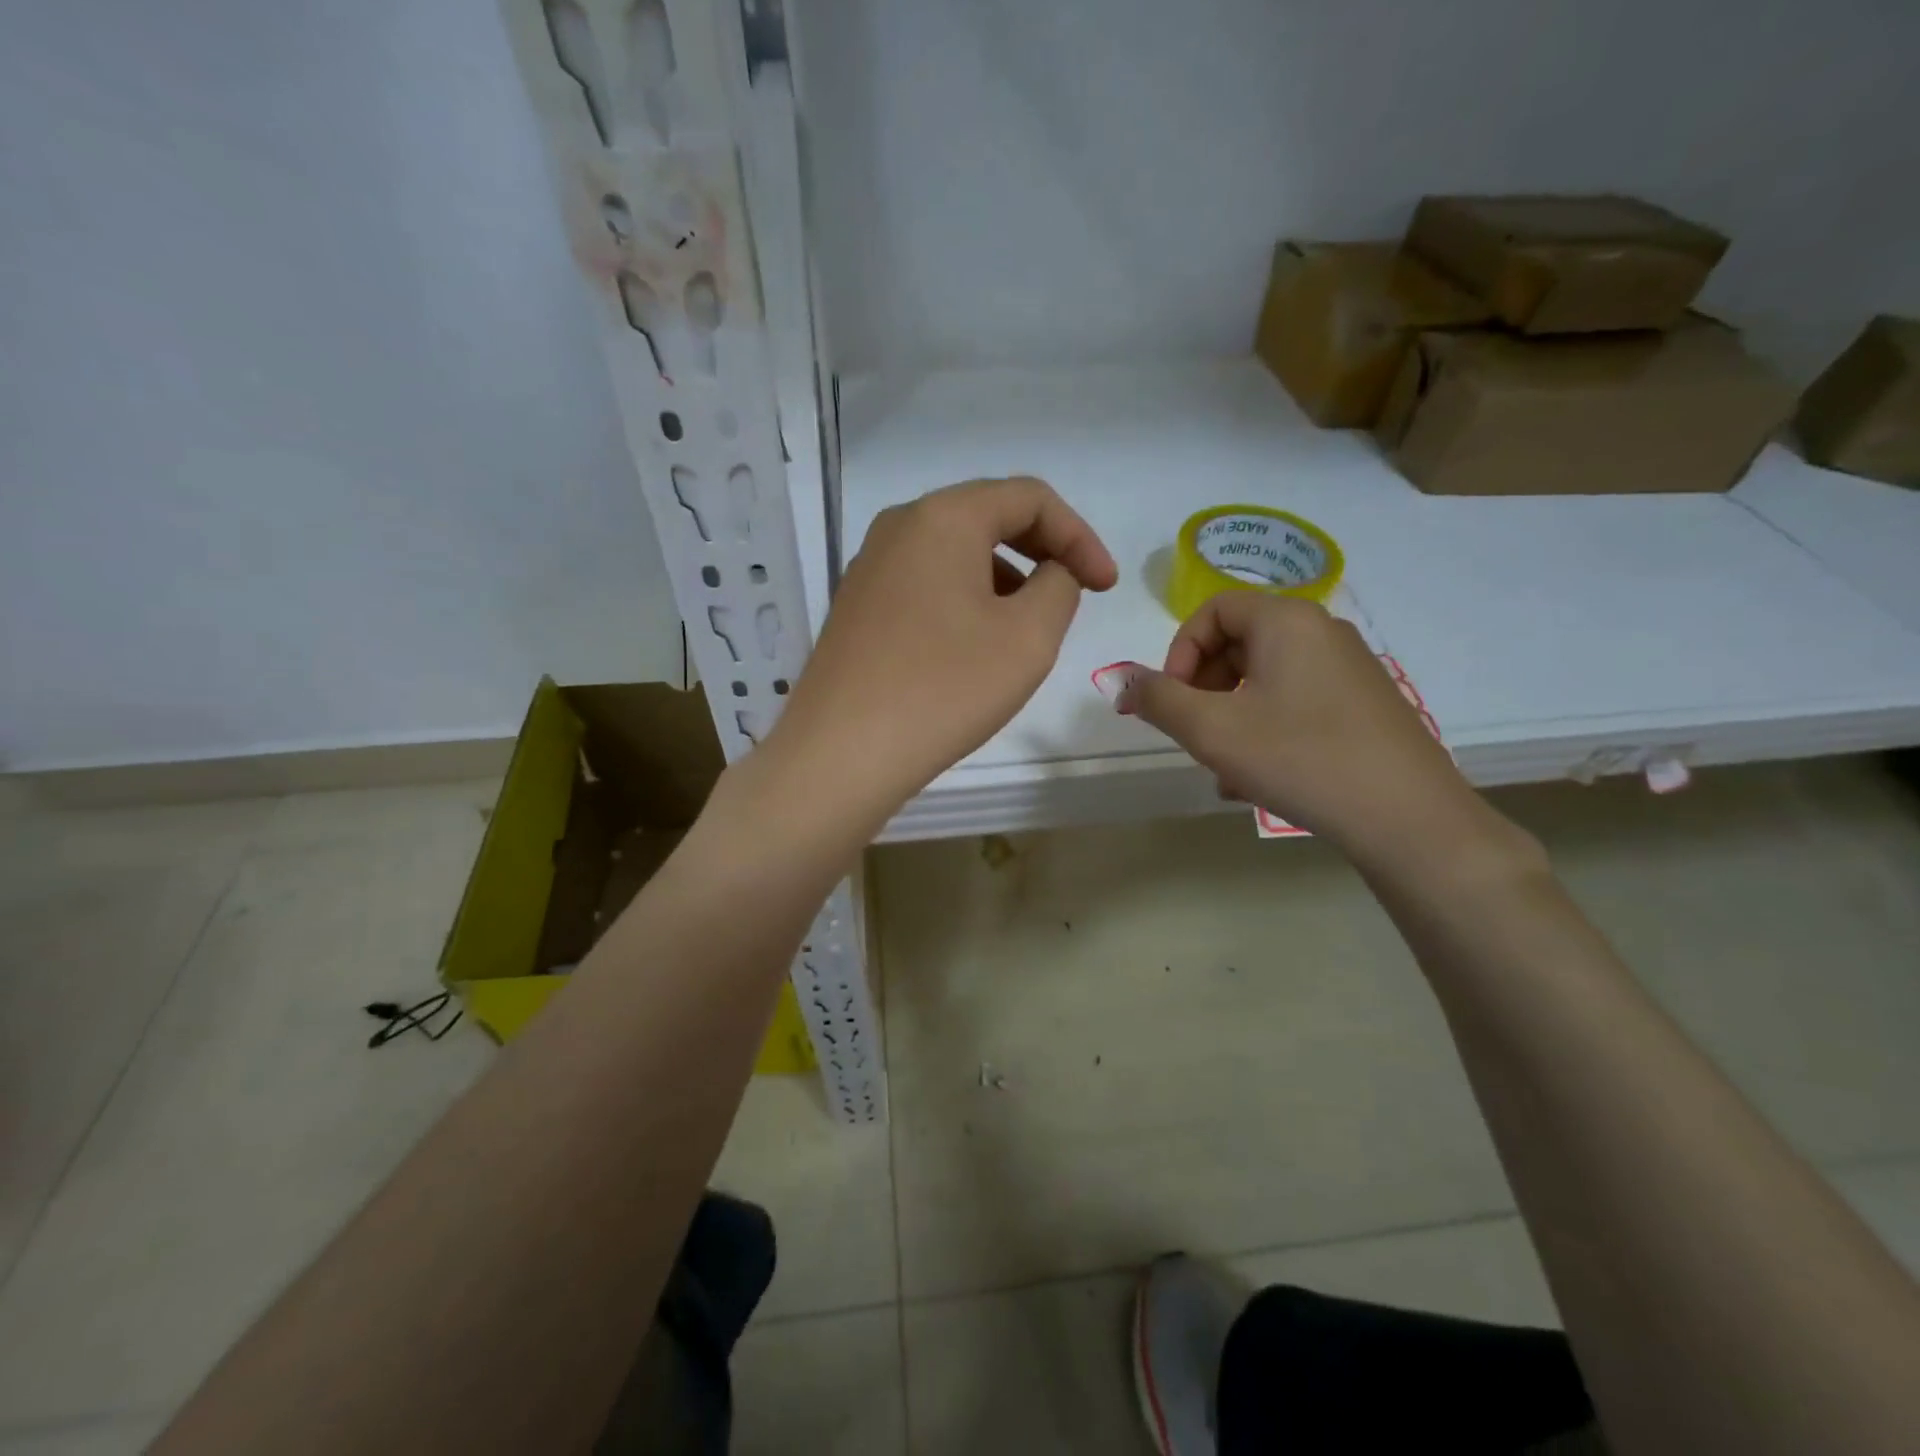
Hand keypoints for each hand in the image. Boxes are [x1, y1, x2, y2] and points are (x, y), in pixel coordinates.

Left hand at [765, 477, 1116, 815]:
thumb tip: (1052, 574)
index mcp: (942, 517)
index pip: (1029, 497)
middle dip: (1043, 551)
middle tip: (1075, 595)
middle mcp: (899, 527)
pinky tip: (975, 646)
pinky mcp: (857, 607)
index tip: (1105, 587)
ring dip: (1004, 577)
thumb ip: (1060, 588)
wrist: (841, 754)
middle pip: (988, 516)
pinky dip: (965, 599)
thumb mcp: (1028, 637)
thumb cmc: (943, 689)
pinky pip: (925, 584)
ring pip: (955, 552)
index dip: (1080, 536)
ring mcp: (869, 567)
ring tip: (1028, 627)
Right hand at [1121, 591, 1485, 864]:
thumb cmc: (1299, 758)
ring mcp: (1349, 668)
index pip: (1213, 610)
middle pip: (1238, 642)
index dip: (1180, 652)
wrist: (1406, 816)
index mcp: (1286, 621)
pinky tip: (1259, 779)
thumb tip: (1126, 681)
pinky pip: (1296, 701)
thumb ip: (1158, 699)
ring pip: (1265, 679)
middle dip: (1203, 688)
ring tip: (1223, 769)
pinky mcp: (1364, 703)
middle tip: (1195, 733)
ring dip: (1230, 716)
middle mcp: (1321, 631)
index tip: (1173, 701)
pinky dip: (1265, 728)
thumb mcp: (1211, 730)